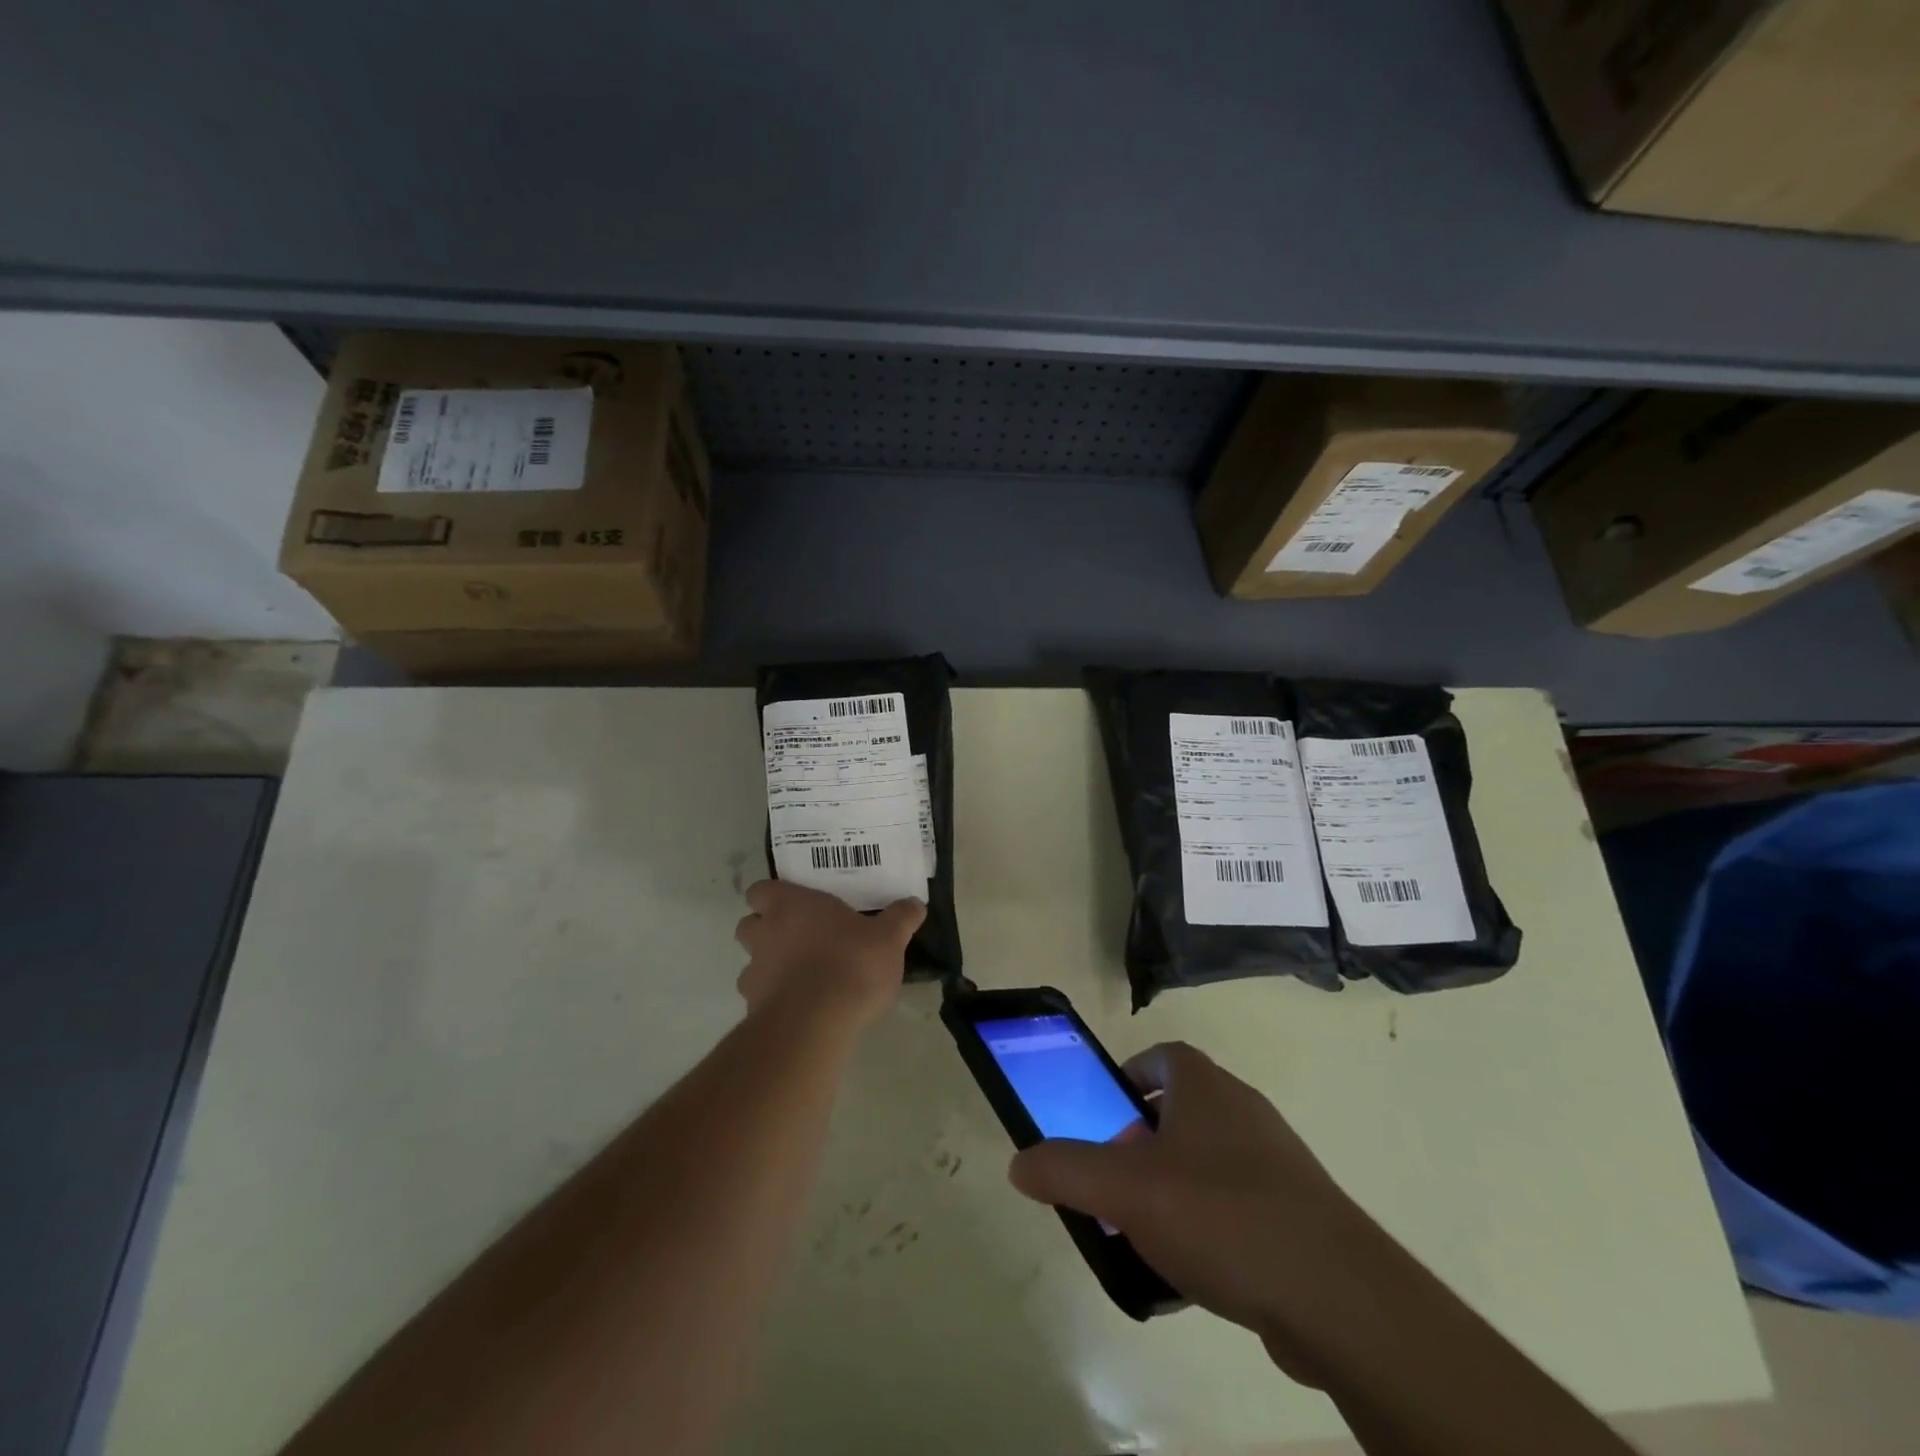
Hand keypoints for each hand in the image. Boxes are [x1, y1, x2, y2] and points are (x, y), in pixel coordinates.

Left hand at [733, 879, 924, 1029]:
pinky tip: (801, 1007)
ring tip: (800, 976)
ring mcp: (754, 972)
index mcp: (790, 905)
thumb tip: (916, 903)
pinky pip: (760, 998)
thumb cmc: (851, 963)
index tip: (795, 904)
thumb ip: (901, 918)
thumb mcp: (889, 937)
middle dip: (766, 929)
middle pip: (748, 924)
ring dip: (768, 966)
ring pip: (751, 962)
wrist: (815, 1024)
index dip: (773, 896)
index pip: (761, 890)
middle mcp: (764, 933)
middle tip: (798, 937)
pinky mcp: (754, 1009)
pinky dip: (774, 999)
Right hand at [1008, 1042, 1379, 1380]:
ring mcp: (1276, 1161)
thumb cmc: (1221, 1215)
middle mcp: (1243, 1110)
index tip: (1103, 1119)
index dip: (1127, 1080)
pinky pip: (1237, 1205)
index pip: (1161, 1057)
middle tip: (1115, 1185)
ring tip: (1146, 1234)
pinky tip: (1193, 1274)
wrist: (1337, 1296)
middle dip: (1140, 1144)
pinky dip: (1209, 1226)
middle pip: (1179, 1112)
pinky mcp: (1299, 1213)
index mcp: (1205, 1087)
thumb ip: (1066, 1170)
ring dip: (1172, 1188)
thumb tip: (1019, 1162)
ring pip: (1207, 1161)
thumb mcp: (1125, 1189)